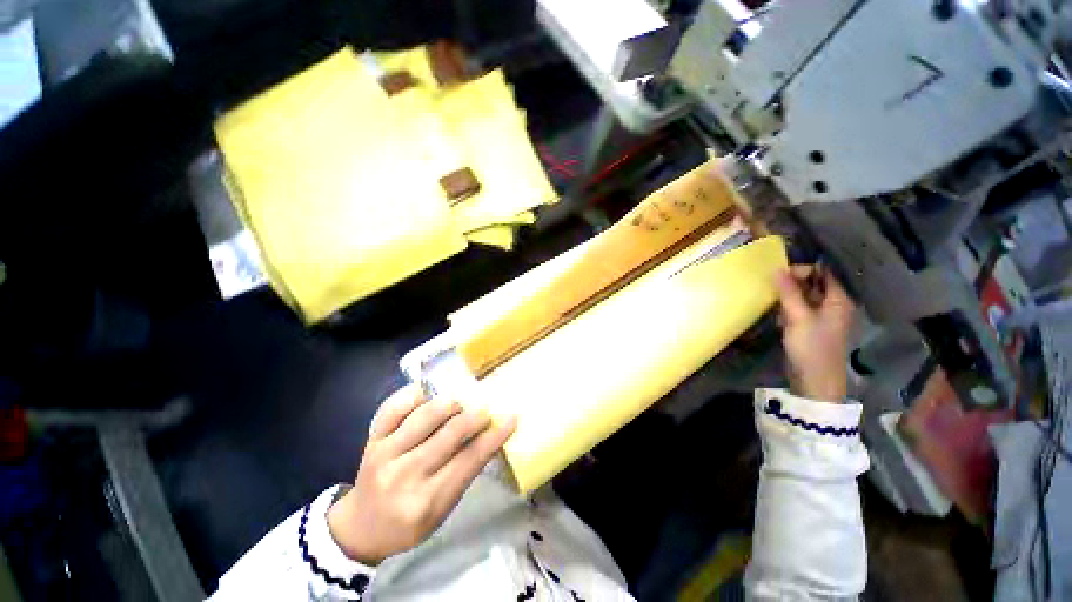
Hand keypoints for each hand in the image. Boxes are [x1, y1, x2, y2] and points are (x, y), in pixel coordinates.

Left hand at [327, 385, 515, 564]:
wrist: (360, 527)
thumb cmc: (408, 525)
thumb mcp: (442, 511)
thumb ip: (464, 474)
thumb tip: (488, 437)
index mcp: (427, 501)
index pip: (470, 460)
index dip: (495, 436)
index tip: (511, 418)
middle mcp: (405, 475)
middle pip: (450, 434)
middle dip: (475, 417)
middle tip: (485, 410)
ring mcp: (385, 453)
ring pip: (424, 416)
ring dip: (449, 404)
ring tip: (459, 403)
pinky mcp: (372, 439)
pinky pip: (392, 408)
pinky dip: (412, 396)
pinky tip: (426, 393)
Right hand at [775, 266, 854, 402]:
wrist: (814, 379)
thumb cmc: (811, 346)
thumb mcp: (798, 317)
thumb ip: (788, 292)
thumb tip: (777, 269)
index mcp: (838, 300)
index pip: (823, 273)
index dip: (803, 270)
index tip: (780, 275)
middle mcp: (833, 304)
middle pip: (813, 283)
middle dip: (793, 284)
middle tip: (775, 291)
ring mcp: (821, 316)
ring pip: (803, 296)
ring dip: (788, 297)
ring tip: (776, 305)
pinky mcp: (810, 326)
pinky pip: (798, 309)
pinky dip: (788, 309)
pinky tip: (779, 317)